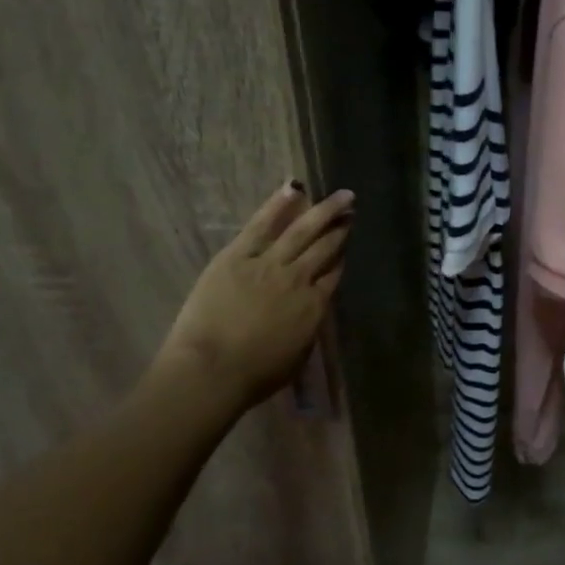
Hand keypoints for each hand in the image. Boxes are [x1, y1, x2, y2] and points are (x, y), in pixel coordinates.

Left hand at [154, 181, 353, 406]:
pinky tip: (294, 188)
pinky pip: (261, 225)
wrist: (212, 370)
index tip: (348, 242)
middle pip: (325, 248)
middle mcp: (298, 279)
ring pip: (303, 231)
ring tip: (341, 195)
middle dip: (340, 228)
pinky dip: (278, 205)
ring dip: (324, 211)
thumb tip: (311, 311)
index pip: (334, 275)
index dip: (342, 257)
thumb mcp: (296, 356)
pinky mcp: (238, 257)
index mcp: (314, 307)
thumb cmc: (254, 376)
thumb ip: (307, 328)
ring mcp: (269, 264)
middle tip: (352, 210)